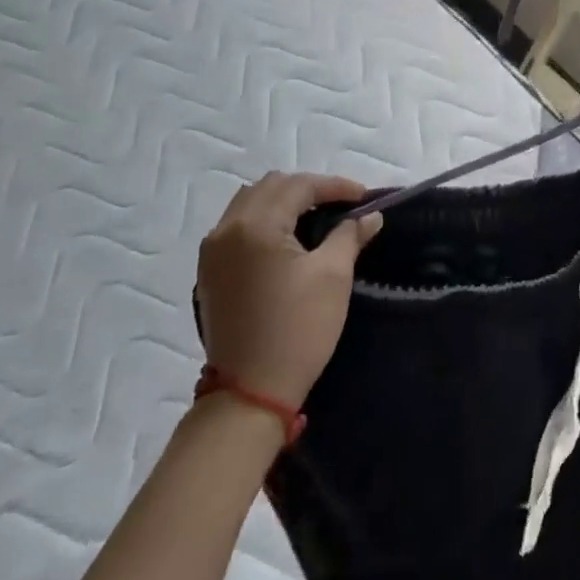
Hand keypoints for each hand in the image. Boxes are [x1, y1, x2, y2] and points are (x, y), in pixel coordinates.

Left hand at [196, 173, 382, 408]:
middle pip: (270, 187)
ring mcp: (212, 252)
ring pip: (249, 203)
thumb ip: (350, 235)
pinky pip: (236, 226)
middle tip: (340, 205)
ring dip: (282, 201)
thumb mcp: (333, 276)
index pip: (299, 186)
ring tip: (313, 218)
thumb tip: (370, 216)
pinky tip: (285, 239)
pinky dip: (263, 220)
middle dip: (307, 189)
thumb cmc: (297, 329)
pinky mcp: (209, 273)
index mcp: (256, 225)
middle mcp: (227, 229)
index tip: (364, 197)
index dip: (334, 186)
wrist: (250, 394)